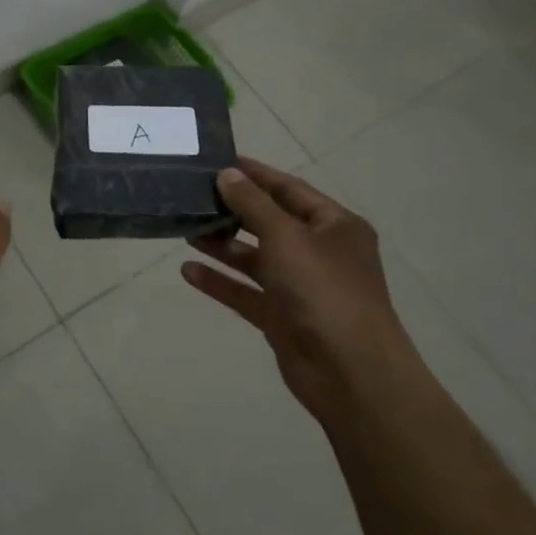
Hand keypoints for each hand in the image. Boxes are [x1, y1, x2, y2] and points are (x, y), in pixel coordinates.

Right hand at [181, 158, 409, 418]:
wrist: (350, 373)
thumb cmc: (323, 290)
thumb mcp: (286, 237)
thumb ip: (253, 204)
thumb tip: (227, 173)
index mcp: (334, 225)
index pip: (289, 189)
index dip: (255, 174)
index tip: (218, 161)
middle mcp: (319, 252)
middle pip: (270, 222)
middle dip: (233, 210)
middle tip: (193, 195)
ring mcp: (300, 286)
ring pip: (255, 258)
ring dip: (222, 245)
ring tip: (185, 229)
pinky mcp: (282, 316)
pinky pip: (246, 292)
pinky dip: (220, 281)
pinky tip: (188, 271)